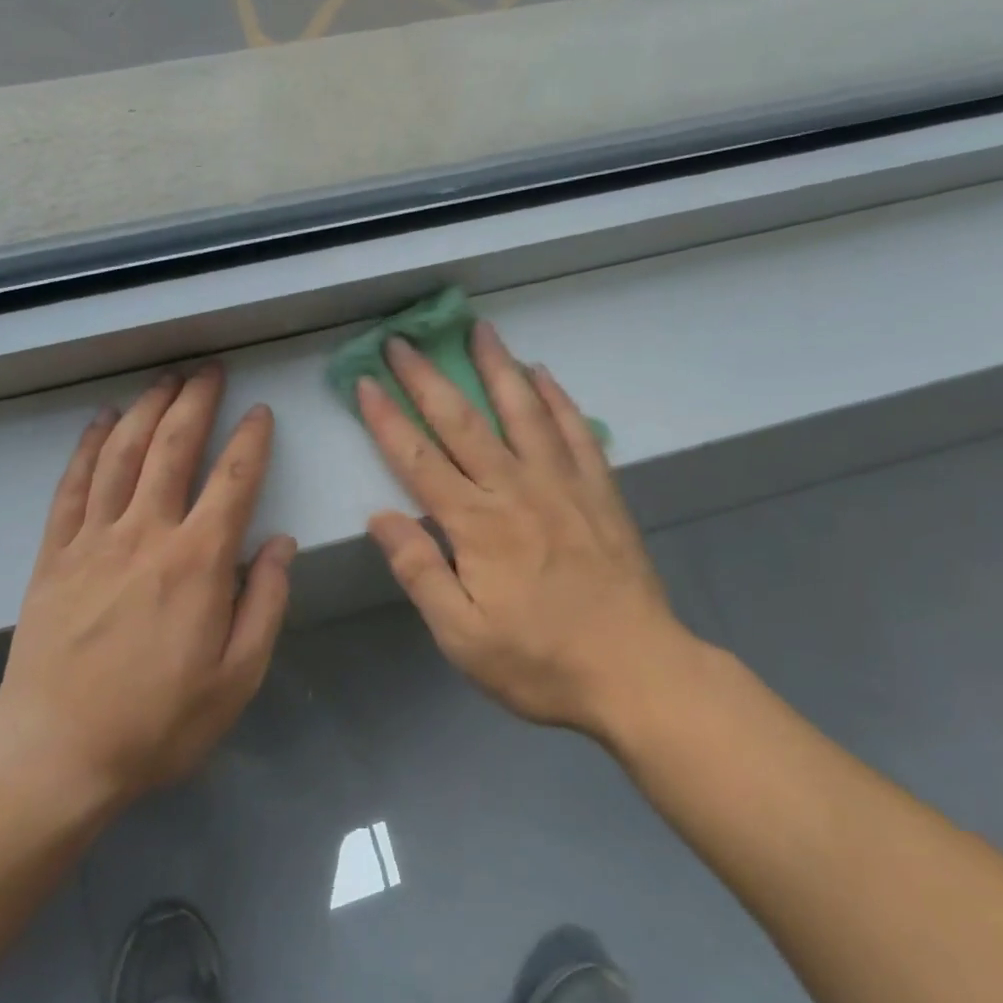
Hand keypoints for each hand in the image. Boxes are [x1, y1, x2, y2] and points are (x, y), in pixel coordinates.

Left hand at [0, 365, 294, 806]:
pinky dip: (87, 447)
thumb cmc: (159, 723)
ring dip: (145, 410)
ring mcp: (93, 540)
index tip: (260, 412)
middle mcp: (146, 535)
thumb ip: (266, 604)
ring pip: (121, 454)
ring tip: (164, 380)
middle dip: (195, 402)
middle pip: (172, 448)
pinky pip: (72, 486)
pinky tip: (99, 422)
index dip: (250, 440)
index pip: (233, 481)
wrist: (56, 754)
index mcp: (198, 562)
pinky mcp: (54, 555)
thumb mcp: (238, 677)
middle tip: (209, 370)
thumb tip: (281, 544)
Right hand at [357, 322, 707, 741]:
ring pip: (523, 411)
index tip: (366, 382)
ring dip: (497, 367)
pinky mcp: (600, 492)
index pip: (418, 459)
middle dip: (427, 378)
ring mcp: (564, 484)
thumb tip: (381, 516)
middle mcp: (516, 489)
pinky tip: (544, 375)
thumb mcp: (462, 635)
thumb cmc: (539, 662)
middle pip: (463, 422)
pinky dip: (557, 398)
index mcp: (476, 525)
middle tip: (403, 340)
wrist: (637, 673)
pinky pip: (576, 431)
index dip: (387, 419)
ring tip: (480, 330)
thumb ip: (420, 571)